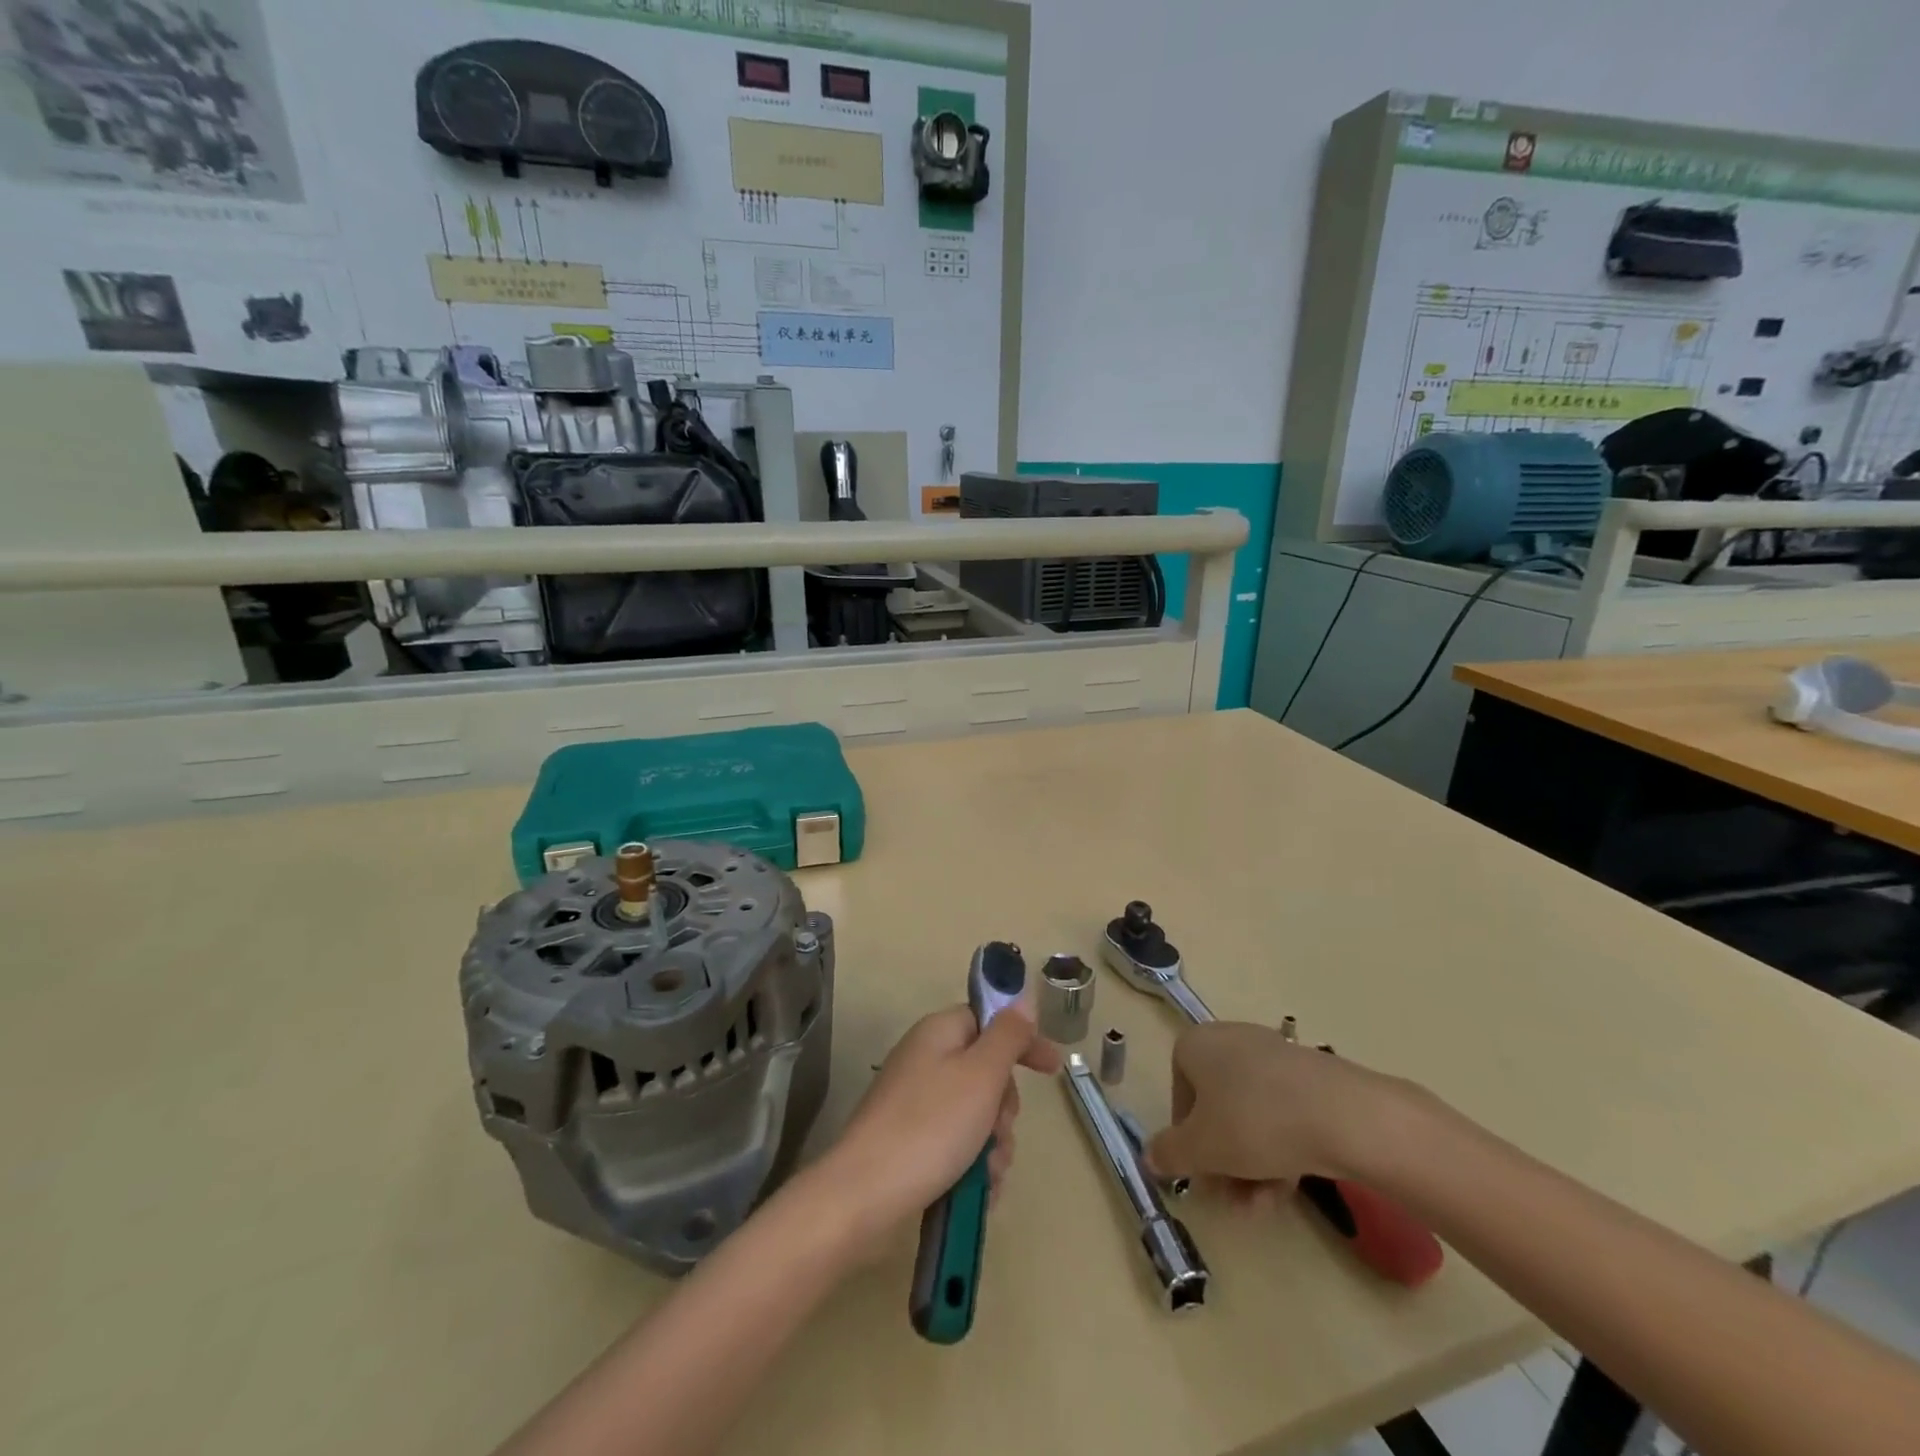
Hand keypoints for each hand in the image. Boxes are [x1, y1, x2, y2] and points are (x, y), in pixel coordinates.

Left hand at [823, 1004, 1061, 1240]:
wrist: (864, 1195)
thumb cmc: (931, 1126)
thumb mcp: (981, 1075)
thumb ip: (1008, 1035)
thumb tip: (1022, 998)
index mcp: (940, 1032)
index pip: (990, 1021)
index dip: (1024, 1042)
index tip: (1054, 1070)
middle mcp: (926, 1059)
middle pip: (986, 1071)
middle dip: (1005, 1107)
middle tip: (1000, 1131)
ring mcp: (915, 1101)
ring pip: (976, 1113)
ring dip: (993, 1144)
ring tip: (988, 1173)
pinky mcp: (910, 1140)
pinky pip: (957, 1143)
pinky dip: (973, 1164)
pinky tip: (979, 1192)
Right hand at [1145, 1021, 1417, 1201]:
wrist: (1343, 1114)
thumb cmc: (1254, 1122)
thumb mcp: (1201, 1148)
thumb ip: (1169, 1153)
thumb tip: (1149, 1156)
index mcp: (1196, 1044)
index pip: (1179, 1094)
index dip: (1186, 1137)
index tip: (1201, 1170)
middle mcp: (1230, 1039)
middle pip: (1216, 1108)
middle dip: (1223, 1159)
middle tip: (1233, 1198)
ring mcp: (1273, 1054)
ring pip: (1250, 1115)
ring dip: (1251, 1164)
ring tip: (1265, 1205)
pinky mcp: (1310, 1075)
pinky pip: (1282, 1112)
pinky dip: (1280, 1148)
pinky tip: (1290, 1186)